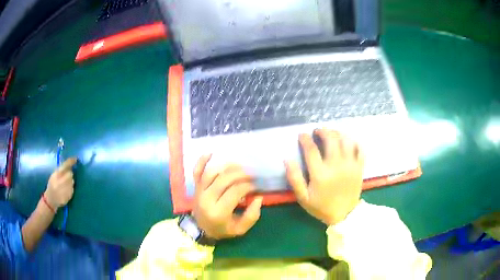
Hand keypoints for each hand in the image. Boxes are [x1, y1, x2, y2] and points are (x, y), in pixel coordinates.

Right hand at [44, 158, 76, 210]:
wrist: (51, 199)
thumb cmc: (52, 185)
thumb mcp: (53, 175)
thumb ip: (61, 170)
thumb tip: (69, 165)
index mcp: (57, 175)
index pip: (65, 166)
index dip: (70, 162)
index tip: (75, 159)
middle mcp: (61, 181)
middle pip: (70, 174)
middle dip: (69, 174)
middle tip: (66, 176)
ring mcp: (66, 189)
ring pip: (72, 181)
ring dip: (70, 181)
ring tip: (64, 184)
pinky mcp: (69, 195)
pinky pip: (72, 189)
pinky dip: (70, 188)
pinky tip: (65, 190)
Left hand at [192, 154, 262, 239]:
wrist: (200, 229)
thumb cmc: (222, 229)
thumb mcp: (240, 229)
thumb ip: (252, 215)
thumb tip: (258, 197)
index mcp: (219, 212)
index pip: (235, 191)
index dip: (248, 186)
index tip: (256, 186)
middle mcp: (207, 199)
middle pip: (225, 179)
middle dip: (241, 174)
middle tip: (251, 175)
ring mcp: (199, 191)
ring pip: (212, 173)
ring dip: (227, 167)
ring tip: (240, 167)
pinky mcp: (195, 187)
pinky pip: (196, 171)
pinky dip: (202, 161)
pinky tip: (211, 152)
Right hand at [285, 129, 363, 224]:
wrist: (345, 215)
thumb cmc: (322, 206)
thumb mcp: (303, 197)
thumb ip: (294, 178)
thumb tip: (287, 159)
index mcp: (321, 174)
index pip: (311, 149)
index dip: (305, 139)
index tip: (302, 135)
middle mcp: (336, 166)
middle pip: (331, 139)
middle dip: (323, 131)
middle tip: (318, 131)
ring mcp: (350, 165)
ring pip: (346, 140)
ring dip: (338, 133)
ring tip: (332, 133)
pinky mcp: (359, 167)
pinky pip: (360, 149)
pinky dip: (354, 141)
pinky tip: (348, 141)